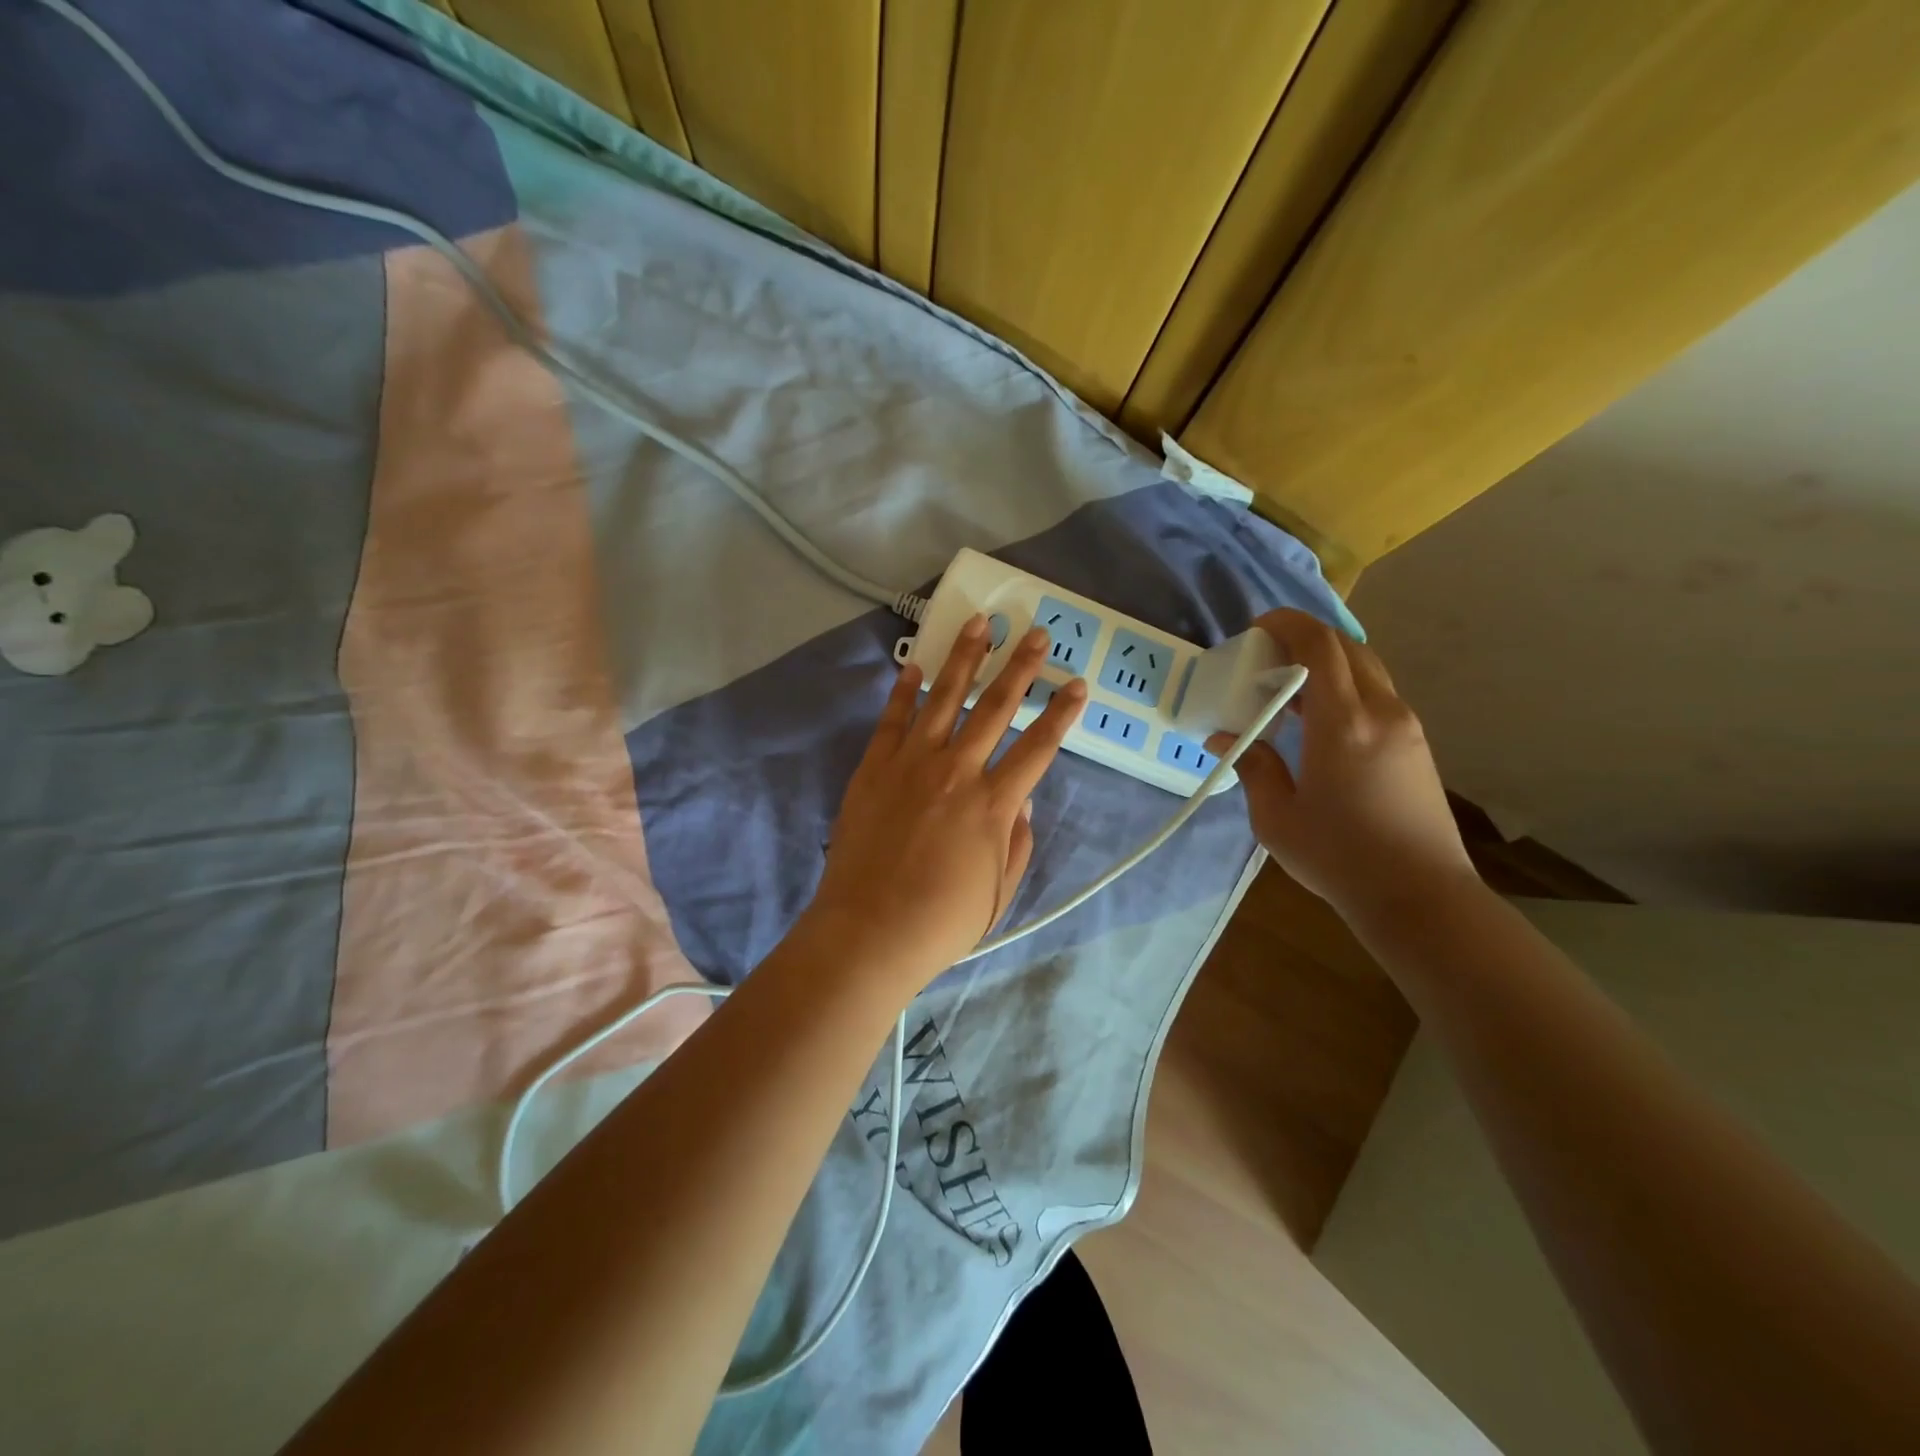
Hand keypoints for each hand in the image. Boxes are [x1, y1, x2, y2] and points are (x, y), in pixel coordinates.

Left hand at [807, 615, 1087, 991]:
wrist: (868, 931)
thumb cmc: (941, 922)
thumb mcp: (999, 891)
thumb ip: (1017, 842)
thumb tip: (1023, 801)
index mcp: (994, 804)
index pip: (1039, 747)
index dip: (1063, 714)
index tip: (1079, 683)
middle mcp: (958, 771)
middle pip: (996, 707)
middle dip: (1021, 667)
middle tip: (1036, 633)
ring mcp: (912, 764)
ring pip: (945, 698)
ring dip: (966, 658)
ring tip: (980, 623)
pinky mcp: (875, 767)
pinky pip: (893, 719)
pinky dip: (904, 691)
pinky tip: (915, 665)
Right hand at [1208, 610, 1475, 921]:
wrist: (1419, 896)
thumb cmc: (1338, 856)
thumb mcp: (1276, 816)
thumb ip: (1252, 765)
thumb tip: (1225, 737)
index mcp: (1344, 723)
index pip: (1320, 646)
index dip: (1287, 624)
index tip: (1256, 629)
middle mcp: (1382, 712)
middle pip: (1347, 647)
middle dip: (1305, 639)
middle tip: (1267, 657)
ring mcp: (1406, 727)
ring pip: (1366, 670)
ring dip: (1326, 665)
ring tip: (1288, 690)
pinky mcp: (1416, 745)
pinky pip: (1376, 695)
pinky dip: (1344, 689)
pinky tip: (1319, 722)